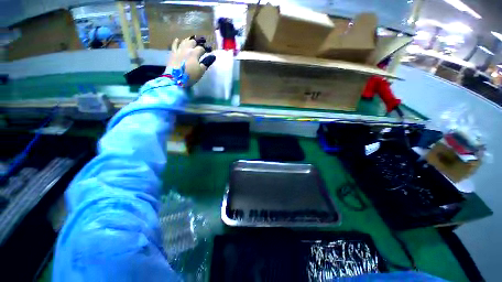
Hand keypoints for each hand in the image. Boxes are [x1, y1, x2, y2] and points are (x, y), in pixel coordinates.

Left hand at [166, 36, 215, 86]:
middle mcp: (186, 49)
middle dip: (197, 42)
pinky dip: (177, 42)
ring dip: (189, 40)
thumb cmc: (191, 76)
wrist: (176, 78)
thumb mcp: (201, 71)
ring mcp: (178, 50)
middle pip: (192, 42)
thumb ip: (206, 63)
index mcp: (194, 53)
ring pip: (184, 41)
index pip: (201, 48)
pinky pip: (174, 45)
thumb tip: (212, 56)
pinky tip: (178, 39)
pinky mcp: (172, 53)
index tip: (209, 51)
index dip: (206, 49)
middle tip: (201, 44)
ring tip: (192, 40)